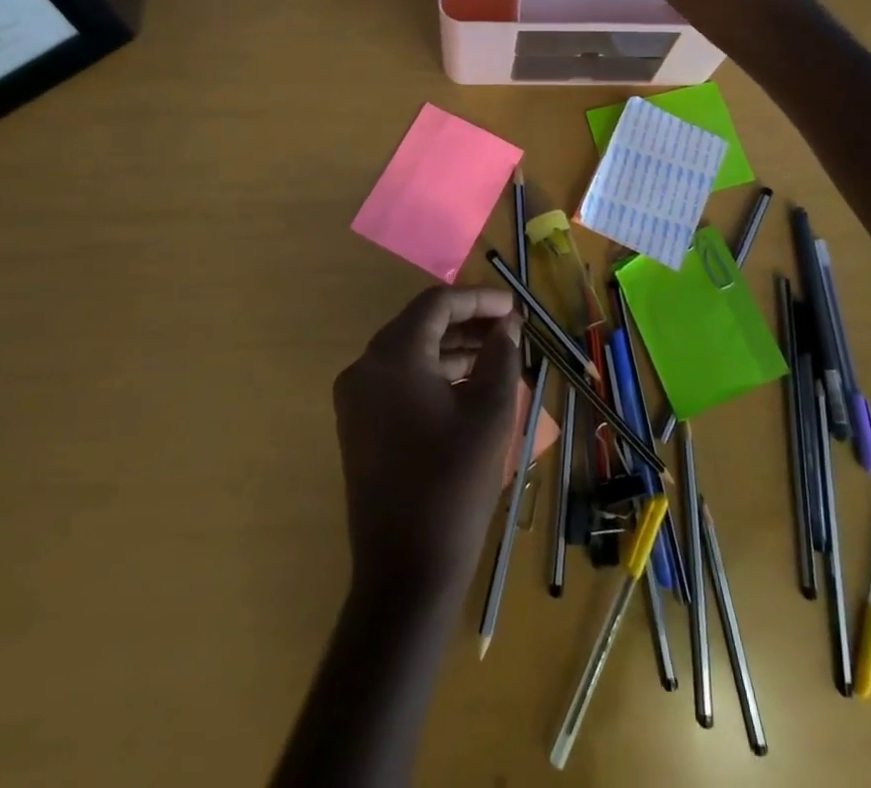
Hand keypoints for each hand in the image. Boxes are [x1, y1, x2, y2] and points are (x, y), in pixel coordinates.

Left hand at [331, 288, 523, 592]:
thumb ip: (500, 356)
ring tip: (497, 357)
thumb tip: (506, 326)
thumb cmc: (453, 483)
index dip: (479, 299)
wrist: (405, 570)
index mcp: (393, 355)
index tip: (514, 309)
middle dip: (467, 323)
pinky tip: (468, 386)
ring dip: (452, 349)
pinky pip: (398, 380)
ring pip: (410, 353)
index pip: (437, 303)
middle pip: (421, 324)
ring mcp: (356, 398)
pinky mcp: (358, 425)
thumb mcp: (490, 412)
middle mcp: (365, 366)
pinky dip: (432, 374)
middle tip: (509, 330)